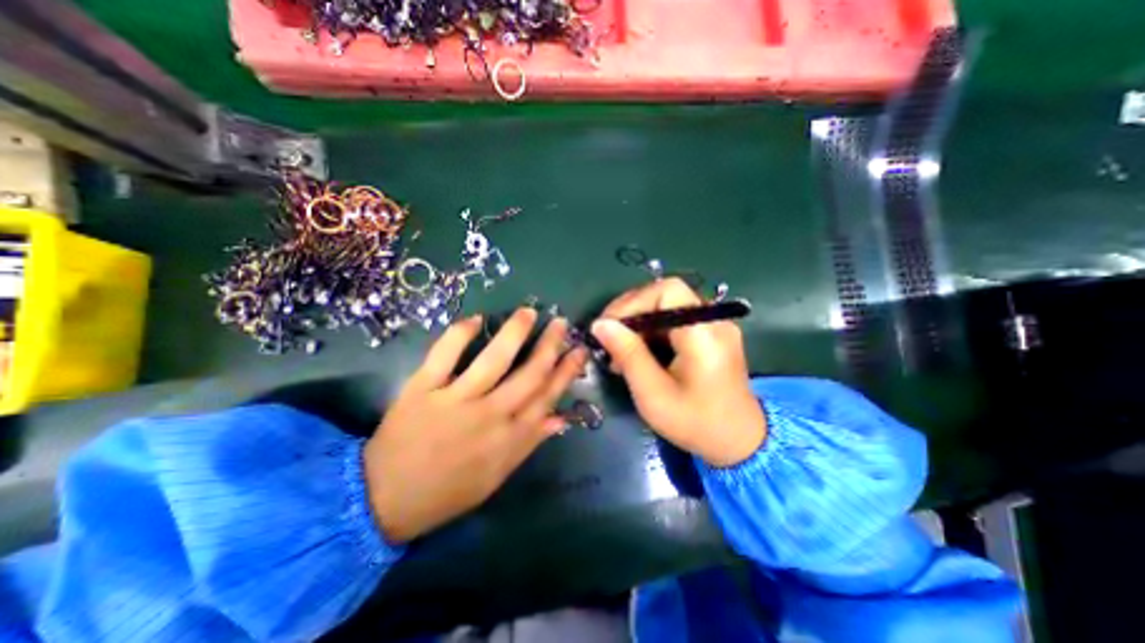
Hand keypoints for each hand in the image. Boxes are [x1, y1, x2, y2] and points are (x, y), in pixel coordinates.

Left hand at [365, 310, 585, 542]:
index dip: (566, 371)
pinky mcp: (422, 390)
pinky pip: (444, 355)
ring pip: (493, 360)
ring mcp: (455, 400)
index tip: (579, 350)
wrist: (384, 501)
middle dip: (550, 346)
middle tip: (560, 322)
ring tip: (528, 312)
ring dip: (514, 332)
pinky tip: (476, 318)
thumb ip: (530, 443)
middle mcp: (489, 416)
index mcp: (509, 439)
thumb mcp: (497, 476)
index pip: (547, 397)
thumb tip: (560, 418)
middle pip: (529, 374)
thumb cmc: (448, 491)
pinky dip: (460, 334)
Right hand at [591, 278, 768, 466]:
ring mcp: (715, 326)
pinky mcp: (711, 335)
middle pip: (666, 295)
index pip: (667, 291)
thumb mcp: (653, 394)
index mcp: (704, 334)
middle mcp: (714, 321)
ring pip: (667, 307)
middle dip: (631, 312)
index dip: (633, 301)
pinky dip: (652, 331)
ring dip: (639, 322)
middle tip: (607, 336)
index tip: (608, 326)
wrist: (740, 443)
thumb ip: (628, 355)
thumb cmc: (695, 423)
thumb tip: (600, 324)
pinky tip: (638, 352)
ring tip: (618, 349)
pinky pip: (675, 320)